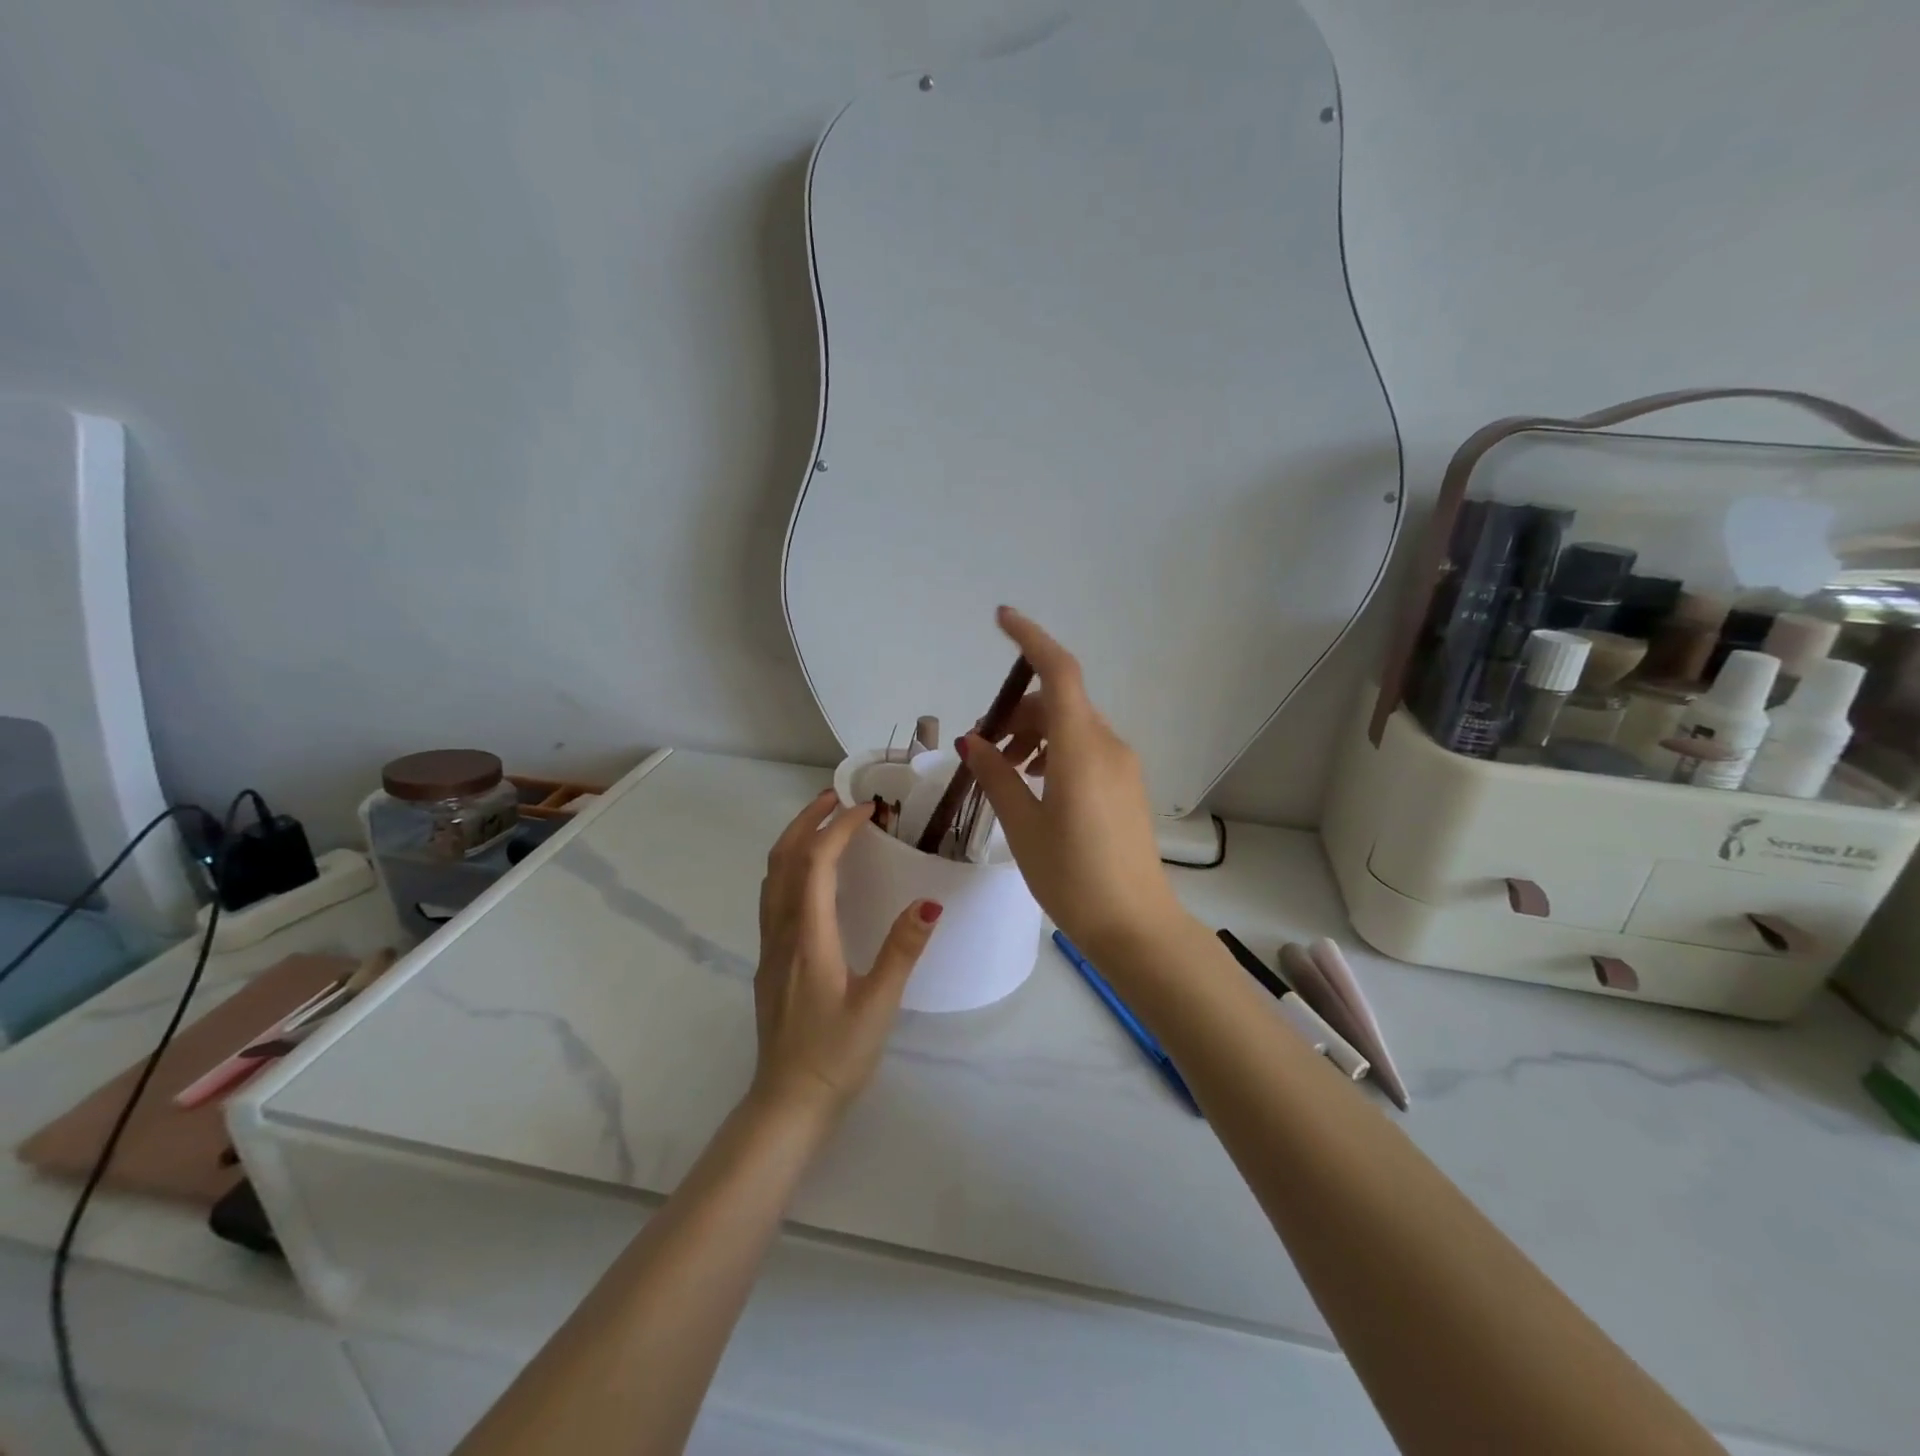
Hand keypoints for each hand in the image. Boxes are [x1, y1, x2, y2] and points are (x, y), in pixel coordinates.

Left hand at [751, 791, 941, 1120]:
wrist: (788, 1102)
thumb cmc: (836, 1055)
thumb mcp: (878, 1006)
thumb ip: (901, 951)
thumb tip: (928, 903)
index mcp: (809, 938)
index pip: (815, 864)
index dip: (838, 829)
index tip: (868, 810)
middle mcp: (782, 933)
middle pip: (782, 859)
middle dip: (806, 821)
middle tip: (836, 797)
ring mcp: (770, 947)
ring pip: (772, 876)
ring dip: (794, 840)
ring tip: (824, 823)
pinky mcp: (770, 960)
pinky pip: (774, 896)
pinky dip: (790, 866)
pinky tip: (813, 876)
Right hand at [961, 606, 1184, 957]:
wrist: (1136, 926)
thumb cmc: (1073, 878)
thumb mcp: (1024, 827)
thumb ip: (997, 776)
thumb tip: (972, 741)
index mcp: (1081, 748)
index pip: (1060, 671)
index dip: (1031, 639)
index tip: (1001, 619)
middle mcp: (1108, 745)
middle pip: (1060, 702)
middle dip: (1018, 712)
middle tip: (983, 748)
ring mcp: (1122, 765)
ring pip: (1072, 726)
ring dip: (1035, 734)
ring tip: (1006, 771)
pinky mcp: (1126, 785)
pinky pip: (1086, 748)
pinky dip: (1055, 752)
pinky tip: (1035, 785)